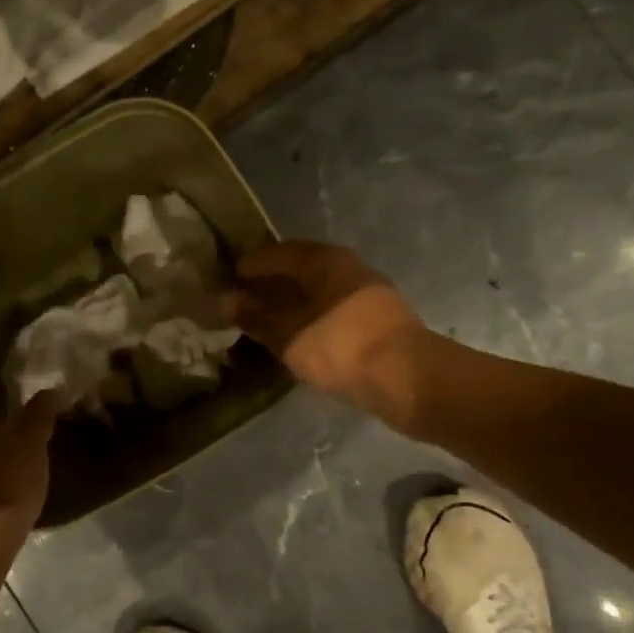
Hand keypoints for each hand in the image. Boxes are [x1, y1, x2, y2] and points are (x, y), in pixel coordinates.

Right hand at [222, 241, 427, 423]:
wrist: (408, 380)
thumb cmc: (341, 347)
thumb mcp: (289, 335)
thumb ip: (256, 317)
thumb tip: (225, 300)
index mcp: (325, 260)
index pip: (278, 252)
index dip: (251, 265)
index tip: (227, 278)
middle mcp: (347, 267)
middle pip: (300, 269)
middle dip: (271, 283)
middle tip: (242, 299)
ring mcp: (366, 293)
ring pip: (317, 290)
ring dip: (291, 302)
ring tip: (265, 320)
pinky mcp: (376, 319)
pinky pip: (331, 308)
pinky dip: (309, 316)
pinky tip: (296, 334)